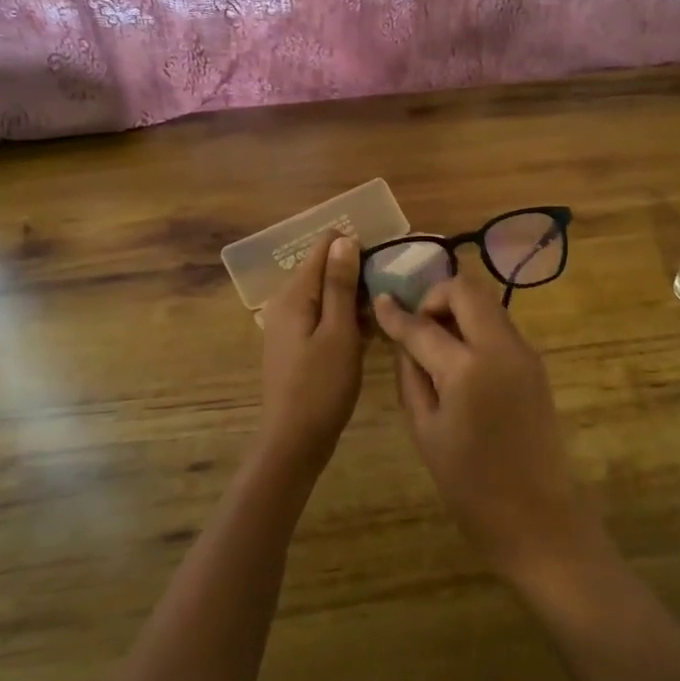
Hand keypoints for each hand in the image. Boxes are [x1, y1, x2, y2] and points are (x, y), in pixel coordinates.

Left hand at [258, 231, 364, 470]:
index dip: (354, 247)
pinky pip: (324, 318)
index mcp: (294, 295)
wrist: (295, 441)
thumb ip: (340, 285)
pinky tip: (370, 332)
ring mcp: (290, 326)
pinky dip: (346, 319)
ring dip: (355, 299)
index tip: (385, 261)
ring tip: (388, 310)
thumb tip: (344, 239)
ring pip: (327, 296)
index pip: (323, 248)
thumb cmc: (321, 386)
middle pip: (324, 271)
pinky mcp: (298, 345)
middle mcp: (286, 303)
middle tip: (393, 289)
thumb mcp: (338, 332)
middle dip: (357, 274)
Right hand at [372, 272, 605, 584]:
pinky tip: (460, 359)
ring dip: (458, 310)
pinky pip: (500, 327)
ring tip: (436, 343)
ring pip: (488, 303)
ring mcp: (524, 353)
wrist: (536, 516)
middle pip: (467, 289)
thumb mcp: (425, 429)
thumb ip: (411, 374)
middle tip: (418, 324)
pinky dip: (476, 328)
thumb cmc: (469, 484)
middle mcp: (501, 348)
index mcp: (467, 368)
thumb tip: (404, 339)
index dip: (397, 313)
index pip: (423, 325)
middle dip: (436, 296)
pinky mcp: (536, 364)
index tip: (381, 300)